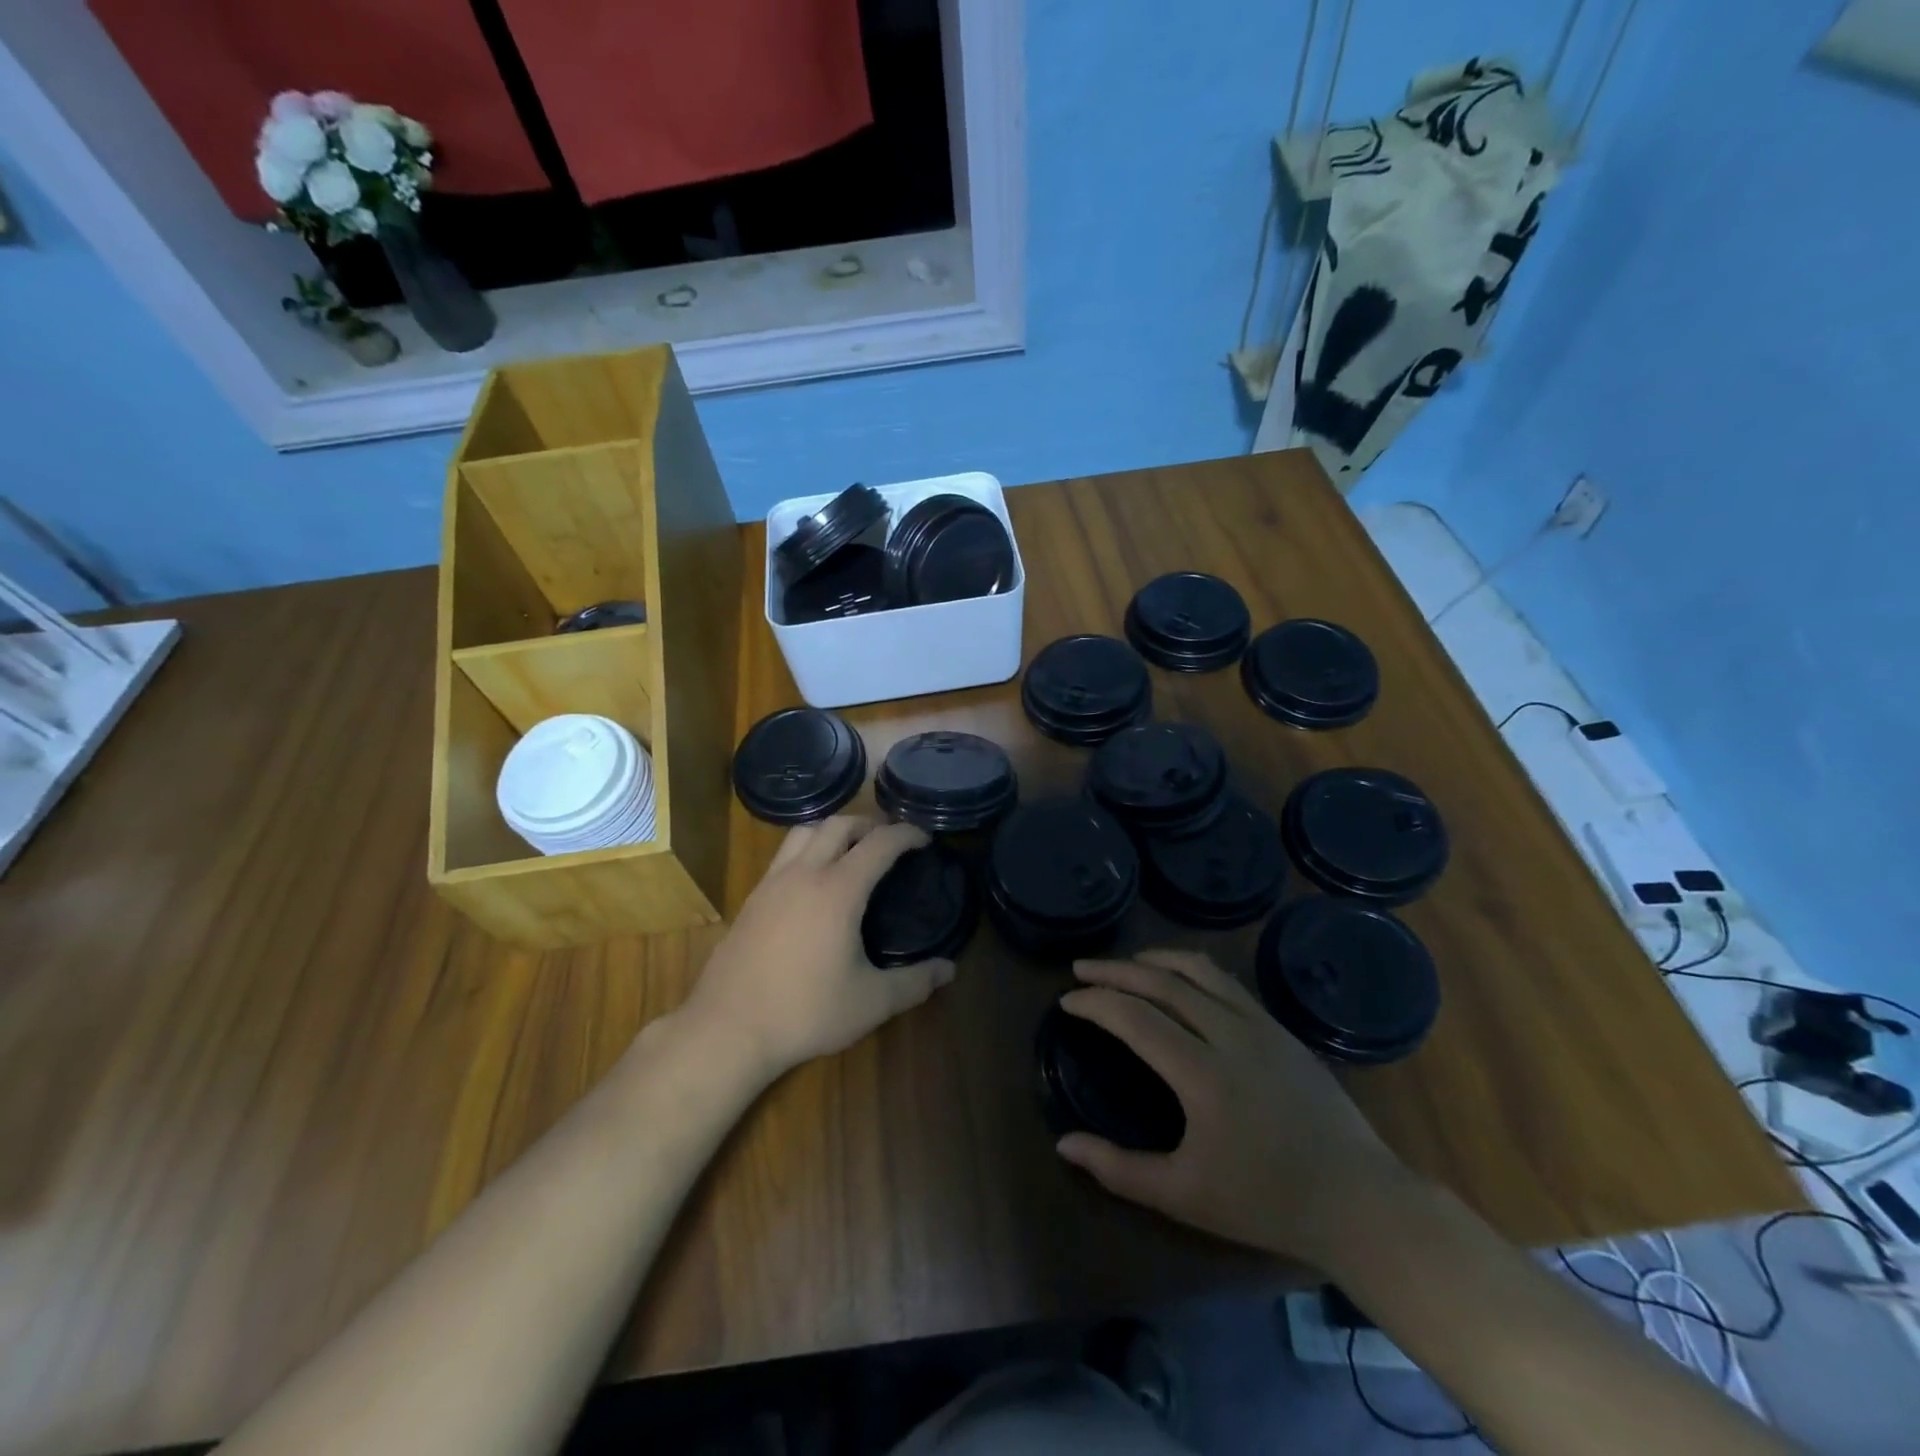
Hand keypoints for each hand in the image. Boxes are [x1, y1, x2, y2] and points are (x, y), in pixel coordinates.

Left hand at [683, 816, 957, 1081]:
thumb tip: (949, 969)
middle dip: (870, 824)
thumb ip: (915, 983)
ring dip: (834, 830)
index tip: (924, 839)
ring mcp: (772, 883)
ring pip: (805, 831)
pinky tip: (813, 881)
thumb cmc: (805, 1012)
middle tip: (890, 843)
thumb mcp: (870, 1002)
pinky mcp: (751, 899)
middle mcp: (804, 874)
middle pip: (839, 824)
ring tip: (851, 851)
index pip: (880, 843)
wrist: (727, 1029)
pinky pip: (784, 854)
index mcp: (838, 890)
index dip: (906, 834)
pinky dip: (808, 849)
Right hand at [1054, 950, 1407, 1267]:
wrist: (1359, 1202)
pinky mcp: (1280, 1028)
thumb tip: (1064, 1144)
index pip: (1134, 1017)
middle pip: (1161, 982)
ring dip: (1155, 960)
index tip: (1067, 1001)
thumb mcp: (1184, 1196)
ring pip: (1198, 970)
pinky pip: (1226, 982)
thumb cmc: (1267, 1202)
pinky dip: (1191, 970)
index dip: (1095, 1002)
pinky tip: (1179, 981)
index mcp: (1202, 1073)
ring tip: (1127, 964)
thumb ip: (1119, 1169)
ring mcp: (1260, 1025)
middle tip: (1081, 969)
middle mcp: (1230, 1034)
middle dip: (1114, 971)